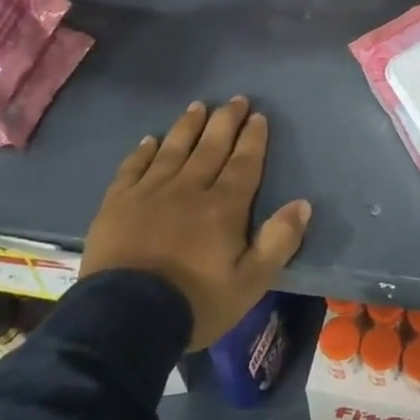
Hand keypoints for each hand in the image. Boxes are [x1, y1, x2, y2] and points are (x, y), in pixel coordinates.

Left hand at [81, 97, 311, 350]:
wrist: (125, 319)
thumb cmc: (195, 303)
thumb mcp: (250, 283)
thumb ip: (279, 242)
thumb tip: (303, 204)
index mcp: (224, 207)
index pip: (244, 164)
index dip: (253, 139)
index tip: (258, 116)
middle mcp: (189, 189)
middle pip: (211, 147)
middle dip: (225, 121)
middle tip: (236, 99)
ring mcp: (150, 193)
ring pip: (174, 149)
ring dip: (188, 126)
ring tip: (199, 106)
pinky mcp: (117, 204)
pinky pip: (133, 168)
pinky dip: (143, 151)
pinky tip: (150, 139)